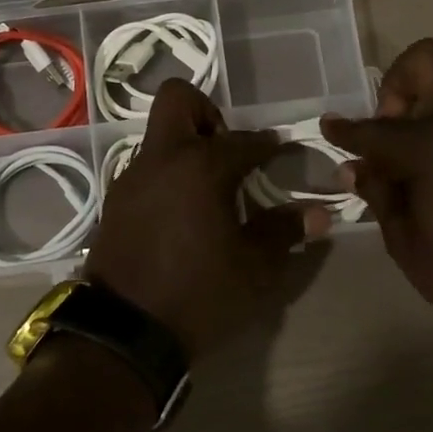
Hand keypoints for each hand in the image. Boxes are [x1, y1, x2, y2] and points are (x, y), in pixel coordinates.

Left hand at [86, 80, 330, 358]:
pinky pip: (146, 170)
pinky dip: (167, 176)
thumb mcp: (254, 268)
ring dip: (186, 148)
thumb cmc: (199, 295)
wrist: (126, 331)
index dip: (270, 145)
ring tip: (210, 191)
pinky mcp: (114, 203)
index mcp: (201, 167)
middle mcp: (161, 160)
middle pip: (178, 100)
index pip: (245, 140)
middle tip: (229, 154)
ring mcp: (131, 179)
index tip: (284, 153)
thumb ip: (284, 232)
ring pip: (159, 137)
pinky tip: (183, 213)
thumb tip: (318, 213)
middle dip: (208, 114)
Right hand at [323, 39, 432, 341]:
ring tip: (423, 153)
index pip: (373, 128)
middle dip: (396, 86)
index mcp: (430, 146)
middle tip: (389, 128)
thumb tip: (358, 168)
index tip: (329, 126)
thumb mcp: (405, 242)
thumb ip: (379, 194)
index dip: (343, 130)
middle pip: (425, 62)